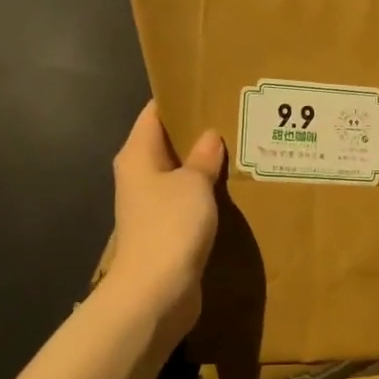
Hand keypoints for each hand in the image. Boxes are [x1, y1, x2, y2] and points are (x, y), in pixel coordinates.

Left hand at [108, 102, 223, 340]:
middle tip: (236, 117)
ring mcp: (151, 206)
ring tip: (241, 150)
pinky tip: (233, 191)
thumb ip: (203, 158)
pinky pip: (187, 203)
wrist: (155, 292)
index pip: (155, 113)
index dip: (180, 97)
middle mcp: (139, 177)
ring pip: (180, 175)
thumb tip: (209, 136)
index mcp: (137, 155)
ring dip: (204, 167)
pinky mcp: (166, 232)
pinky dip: (206, 195)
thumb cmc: (170, 226)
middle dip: (198, 132)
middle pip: (168, 144)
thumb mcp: (193, 183)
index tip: (210, 86)